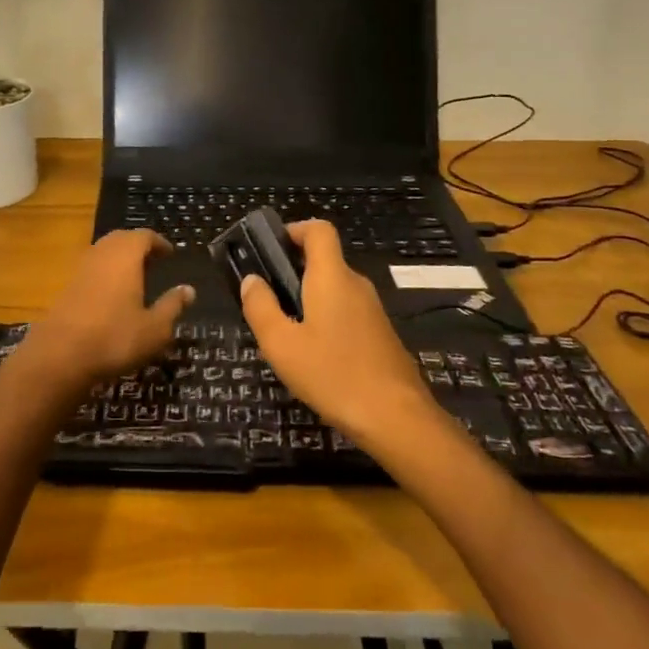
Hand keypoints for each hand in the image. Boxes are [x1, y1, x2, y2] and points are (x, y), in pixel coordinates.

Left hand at [13, 230, 193, 399]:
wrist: (59, 356)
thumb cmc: (115, 338)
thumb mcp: (155, 328)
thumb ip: (172, 306)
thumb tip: (188, 289)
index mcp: (125, 256)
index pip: (144, 236)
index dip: (158, 242)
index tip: (169, 253)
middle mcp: (101, 254)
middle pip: (121, 239)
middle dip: (138, 246)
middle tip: (153, 262)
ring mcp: (80, 269)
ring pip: (103, 253)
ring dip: (119, 259)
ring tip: (135, 278)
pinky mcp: (66, 287)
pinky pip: (91, 270)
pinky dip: (105, 274)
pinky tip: (112, 296)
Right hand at [240, 220, 439, 449]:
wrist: (397, 418)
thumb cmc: (333, 374)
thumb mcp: (281, 345)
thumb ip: (261, 307)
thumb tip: (251, 280)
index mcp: (332, 277)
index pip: (319, 230)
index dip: (295, 230)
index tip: (270, 249)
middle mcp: (356, 284)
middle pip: (324, 261)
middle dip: (293, 271)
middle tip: (267, 300)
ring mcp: (373, 310)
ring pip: (335, 289)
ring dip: (309, 299)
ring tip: (285, 333)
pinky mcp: (381, 334)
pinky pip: (347, 312)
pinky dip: (327, 319)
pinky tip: (315, 356)